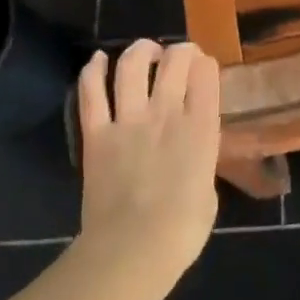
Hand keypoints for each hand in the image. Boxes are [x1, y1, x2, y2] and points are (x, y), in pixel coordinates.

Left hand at [76, 40, 221, 273]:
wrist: (133, 249)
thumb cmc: (183, 229)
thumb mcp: (208, 187)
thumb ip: (201, 158)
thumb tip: (192, 150)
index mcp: (202, 127)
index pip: (206, 74)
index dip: (206, 64)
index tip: (204, 67)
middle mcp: (167, 113)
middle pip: (174, 61)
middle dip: (179, 51)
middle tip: (178, 55)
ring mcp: (129, 120)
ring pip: (132, 66)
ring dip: (140, 51)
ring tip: (144, 52)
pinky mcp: (96, 133)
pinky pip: (91, 92)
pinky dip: (93, 70)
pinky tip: (97, 60)